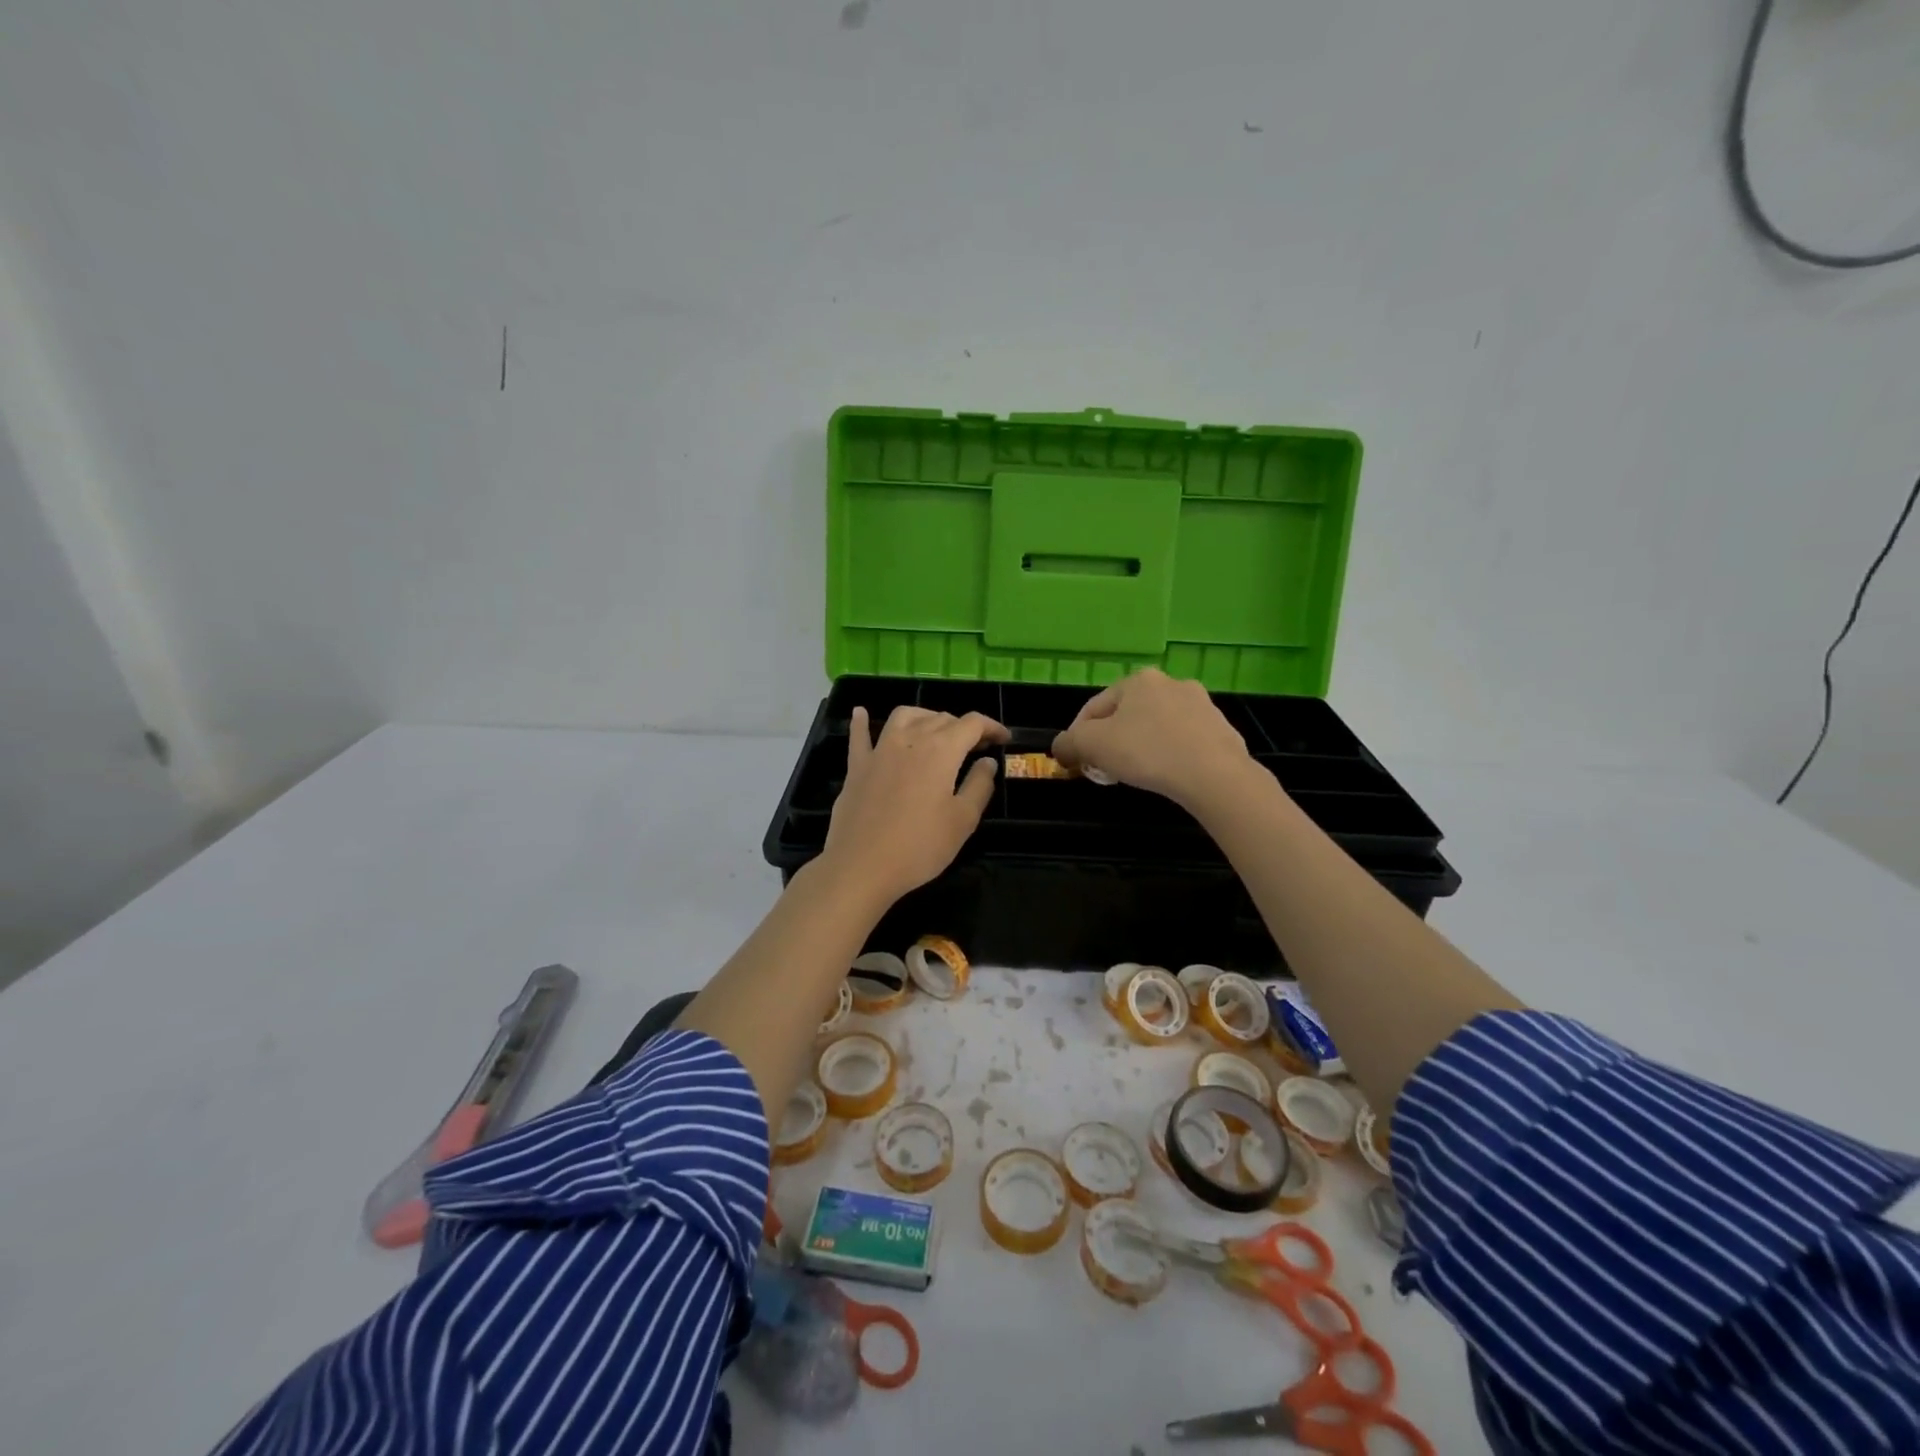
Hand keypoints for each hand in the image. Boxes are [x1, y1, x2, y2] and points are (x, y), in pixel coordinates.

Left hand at [821, 706, 1008, 904]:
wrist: (862, 866)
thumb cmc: (919, 846)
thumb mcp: (963, 820)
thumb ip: (979, 786)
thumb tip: (987, 762)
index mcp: (941, 750)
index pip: (972, 724)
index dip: (992, 727)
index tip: (1004, 740)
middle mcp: (910, 740)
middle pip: (941, 718)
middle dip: (963, 727)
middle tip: (977, 747)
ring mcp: (879, 750)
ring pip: (905, 716)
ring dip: (926, 717)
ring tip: (936, 732)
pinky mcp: (857, 767)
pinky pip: (860, 735)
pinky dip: (863, 722)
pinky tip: (861, 713)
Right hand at [1051, 668, 1255, 807]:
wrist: (1215, 775)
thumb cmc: (1147, 752)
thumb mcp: (1092, 746)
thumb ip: (1069, 743)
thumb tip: (1061, 747)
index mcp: (1138, 680)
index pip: (1094, 707)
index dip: (1078, 736)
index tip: (1076, 761)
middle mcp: (1171, 683)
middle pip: (1127, 715)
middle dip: (1112, 740)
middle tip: (1105, 768)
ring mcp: (1202, 705)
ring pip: (1157, 726)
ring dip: (1142, 745)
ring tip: (1137, 773)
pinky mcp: (1222, 729)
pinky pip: (1184, 741)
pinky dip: (1171, 754)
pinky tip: (1168, 774)